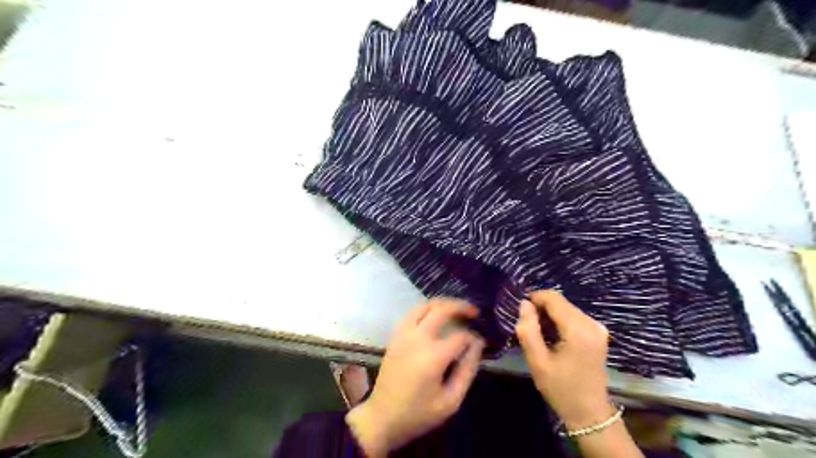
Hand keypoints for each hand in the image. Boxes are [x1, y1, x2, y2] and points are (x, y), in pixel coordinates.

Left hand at [346, 299, 482, 455]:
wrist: (382, 417)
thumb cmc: (418, 414)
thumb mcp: (450, 402)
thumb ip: (467, 371)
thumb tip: (478, 346)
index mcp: (433, 357)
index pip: (460, 336)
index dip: (474, 338)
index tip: (480, 344)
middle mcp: (418, 338)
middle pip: (442, 309)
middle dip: (461, 307)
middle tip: (474, 312)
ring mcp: (403, 334)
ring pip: (424, 305)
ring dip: (443, 303)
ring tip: (456, 309)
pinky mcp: (395, 335)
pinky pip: (412, 312)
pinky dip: (426, 308)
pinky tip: (435, 316)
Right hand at [515, 289, 611, 428]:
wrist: (589, 413)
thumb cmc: (560, 388)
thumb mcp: (537, 361)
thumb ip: (528, 330)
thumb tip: (524, 304)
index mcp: (578, 330)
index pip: (553, 298)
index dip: (534, 298)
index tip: (520, 312)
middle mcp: (592, 323)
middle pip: (560, 302)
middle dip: (541, 308)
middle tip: (527, 327)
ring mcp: (597, 328)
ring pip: (566, 308)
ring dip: (549, 315)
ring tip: (538, 334)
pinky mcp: (598, 333)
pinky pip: (573, 317)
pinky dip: (559, 321)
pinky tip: (553, 338)